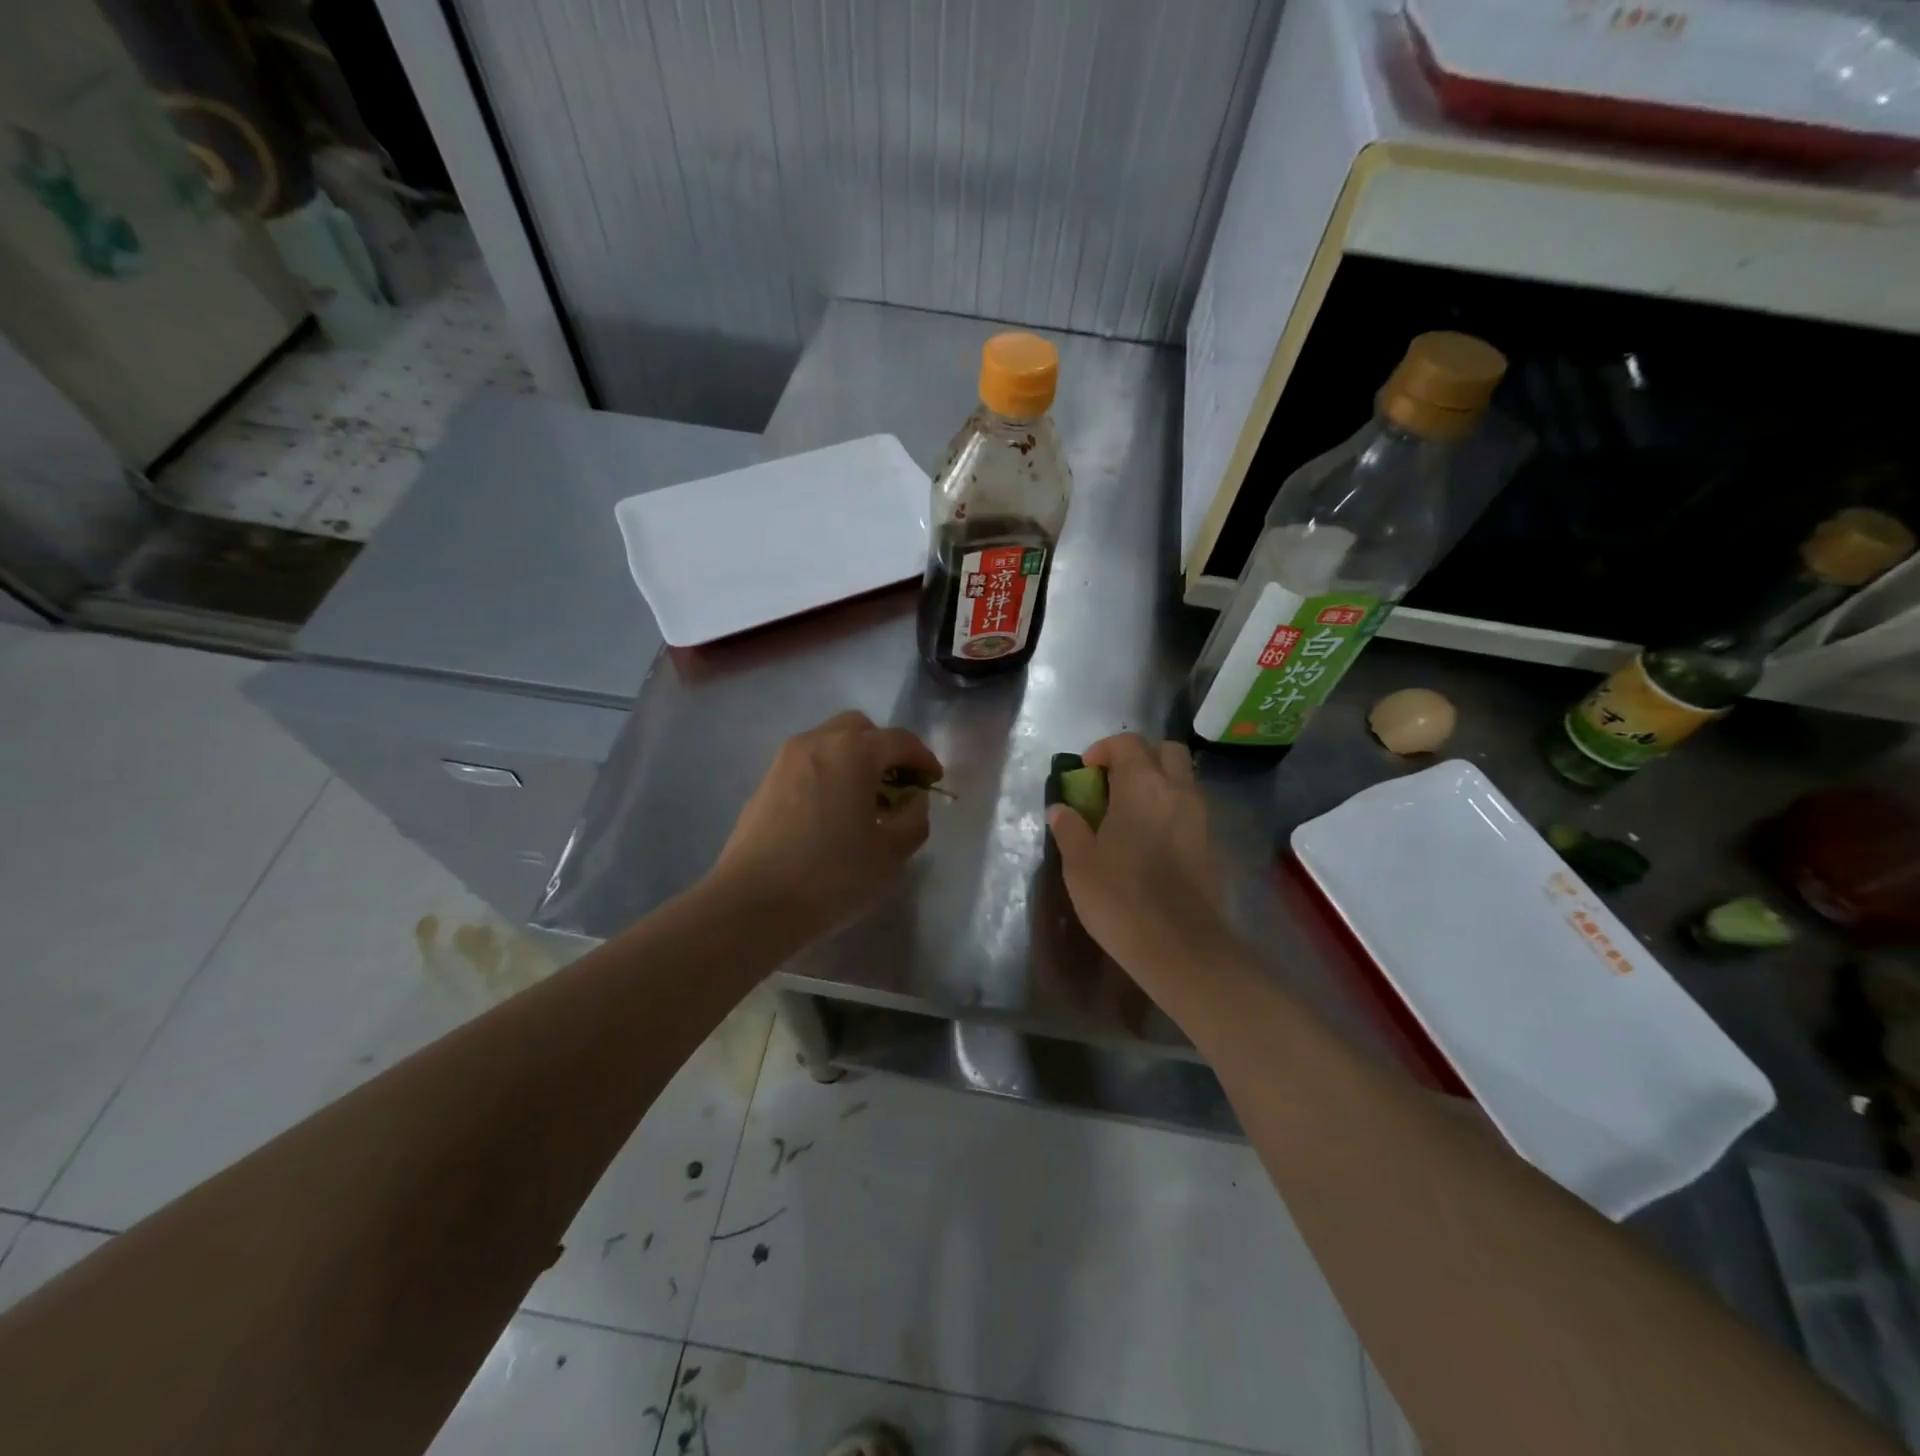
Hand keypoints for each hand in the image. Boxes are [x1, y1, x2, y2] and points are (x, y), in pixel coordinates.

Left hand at [712, 710, 942, 939]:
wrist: (753, 903)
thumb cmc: (832, 875)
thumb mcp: (891, 854)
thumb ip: (914, 819)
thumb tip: (913, 801)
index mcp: (854, 751)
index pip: (900, 740)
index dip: (923, 758)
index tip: (934, 781)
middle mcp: (817, 742)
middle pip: (860, 729)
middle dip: (884, 749)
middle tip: (897, 784)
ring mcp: (785, 760)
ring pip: (829, 742)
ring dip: (854, 760)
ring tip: (865, 801)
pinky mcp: (765, 782)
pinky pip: (808, 763)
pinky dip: (828, 774)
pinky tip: (833, 812)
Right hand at [1047, 734, 1236, 991]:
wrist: (1180, 947)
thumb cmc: (1120, 897)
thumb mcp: (1079, 863)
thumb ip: (1070, 828)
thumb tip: (1061, 809)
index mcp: (1142, 785)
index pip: (1128, 743)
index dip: (1103, 750)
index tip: (1085, 774)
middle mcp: (1177, 791)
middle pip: (1166, 751)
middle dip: (1140, 758)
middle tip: (1114, 785)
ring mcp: (1200, 817)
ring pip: (1182, 780)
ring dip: (1158, 784)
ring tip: (1129, 815)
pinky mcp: (1211, 845)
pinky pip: (1190, 810)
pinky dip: (1170, 811)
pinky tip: (1150, 842)